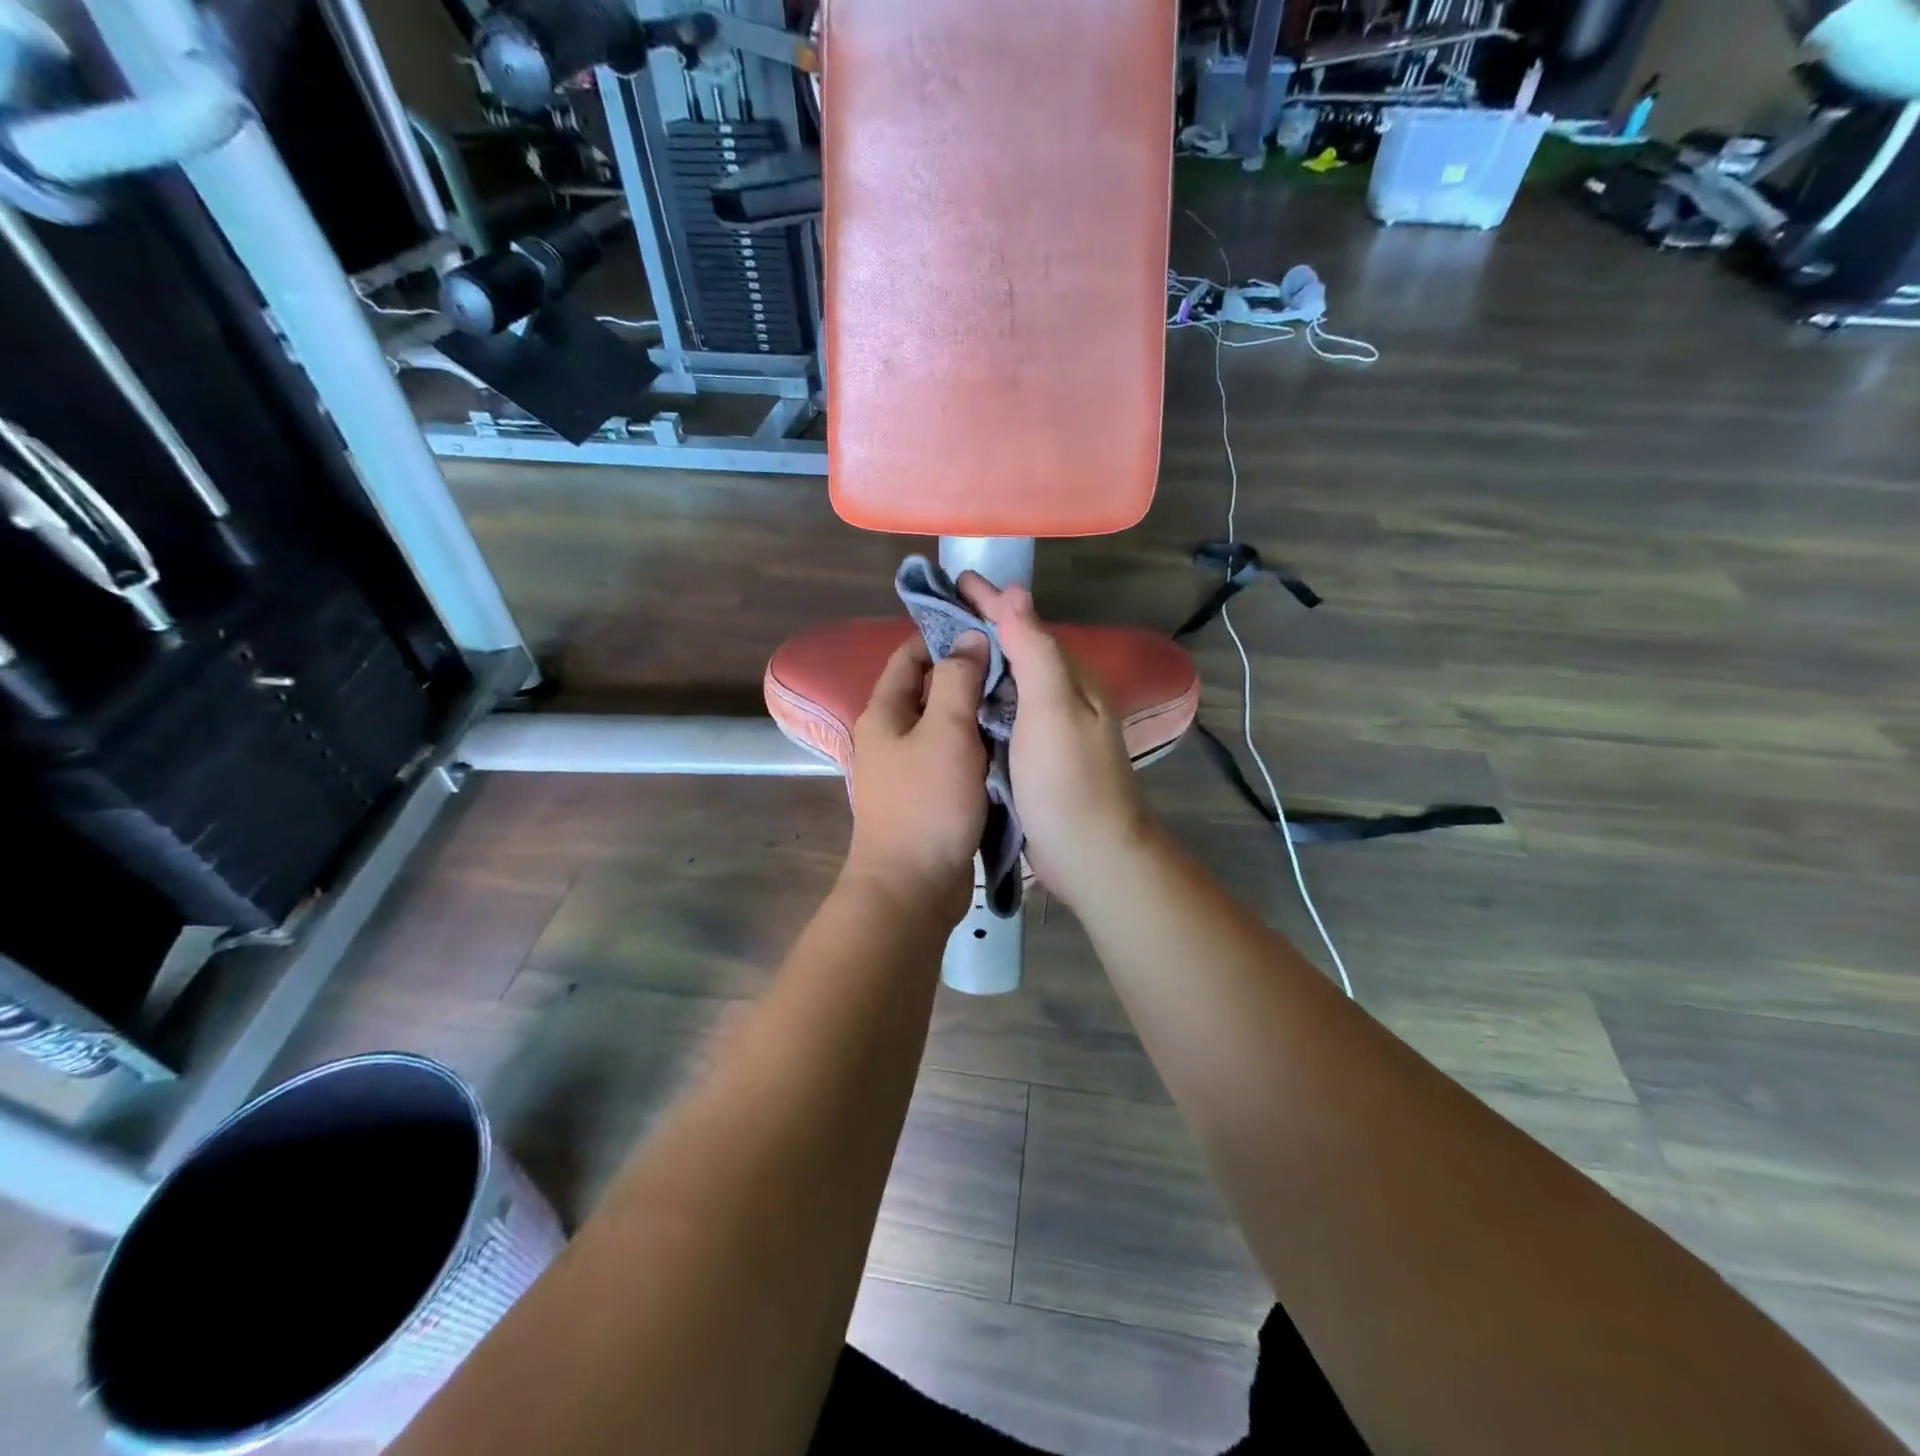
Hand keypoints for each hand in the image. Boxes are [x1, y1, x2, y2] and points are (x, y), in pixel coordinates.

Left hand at [844, 634, 988, 923]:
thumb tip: (970, 639)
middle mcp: (891, 737)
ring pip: (946, 727)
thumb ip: (958, 681)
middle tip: (1014, 664)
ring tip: (1020, 697)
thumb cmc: (927, 804)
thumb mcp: (946, 732)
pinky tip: (1011, 742)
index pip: (909, 656)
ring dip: (977, 713)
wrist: (913, 887)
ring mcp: (909, 770)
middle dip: (968, 675)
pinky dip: (978, 747)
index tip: (985, 629)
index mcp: (884, 713)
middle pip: (930, 691)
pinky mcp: (929, 798)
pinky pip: (955, 759)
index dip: (942, 637)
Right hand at [957, 574, 1151, 909]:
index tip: (954, 580)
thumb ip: (1036, 651)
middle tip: (935, 615)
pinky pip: (1002, 716)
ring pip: (1007, 684)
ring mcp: (1047, 730)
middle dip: (980, 628)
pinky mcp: (1032, 759)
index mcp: (1068, 678)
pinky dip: (979, 701)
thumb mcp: (1053, 710)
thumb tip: (1016, 594)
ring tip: (938, 652)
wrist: (1090, 855)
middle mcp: (1060, 697)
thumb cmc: (1069, 781)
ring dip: (977, 664)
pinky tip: (956, 703)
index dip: (990, 601)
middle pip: (1016, 650)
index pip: (1024, 624)